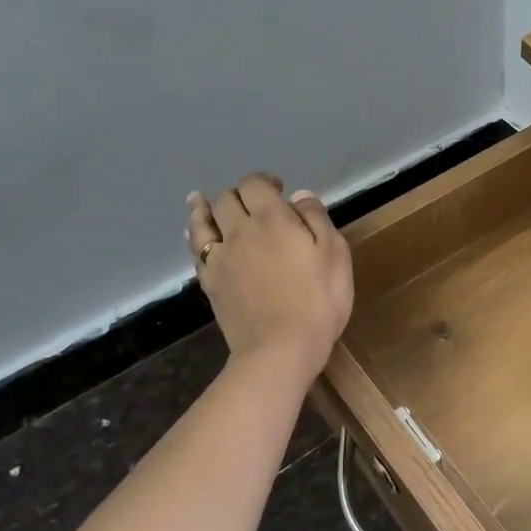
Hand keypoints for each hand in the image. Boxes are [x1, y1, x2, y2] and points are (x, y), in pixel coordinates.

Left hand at [187, 175, 351, 377]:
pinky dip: (195, 234)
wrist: (281, 348)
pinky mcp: (210, 282)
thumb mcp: (335, 255)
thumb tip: (299, 195)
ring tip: (199, 200)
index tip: (278, 188)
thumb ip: (317, 219)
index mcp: (273, 219)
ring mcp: (220, 257)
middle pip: (228, 199)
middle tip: (253, 201)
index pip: (256, 185)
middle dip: (239, 194)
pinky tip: (194, 233)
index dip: (264, 181)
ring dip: (203, 207)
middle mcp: (240, 230)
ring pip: (202, 221)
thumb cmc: (318, 301)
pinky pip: (196, 249)